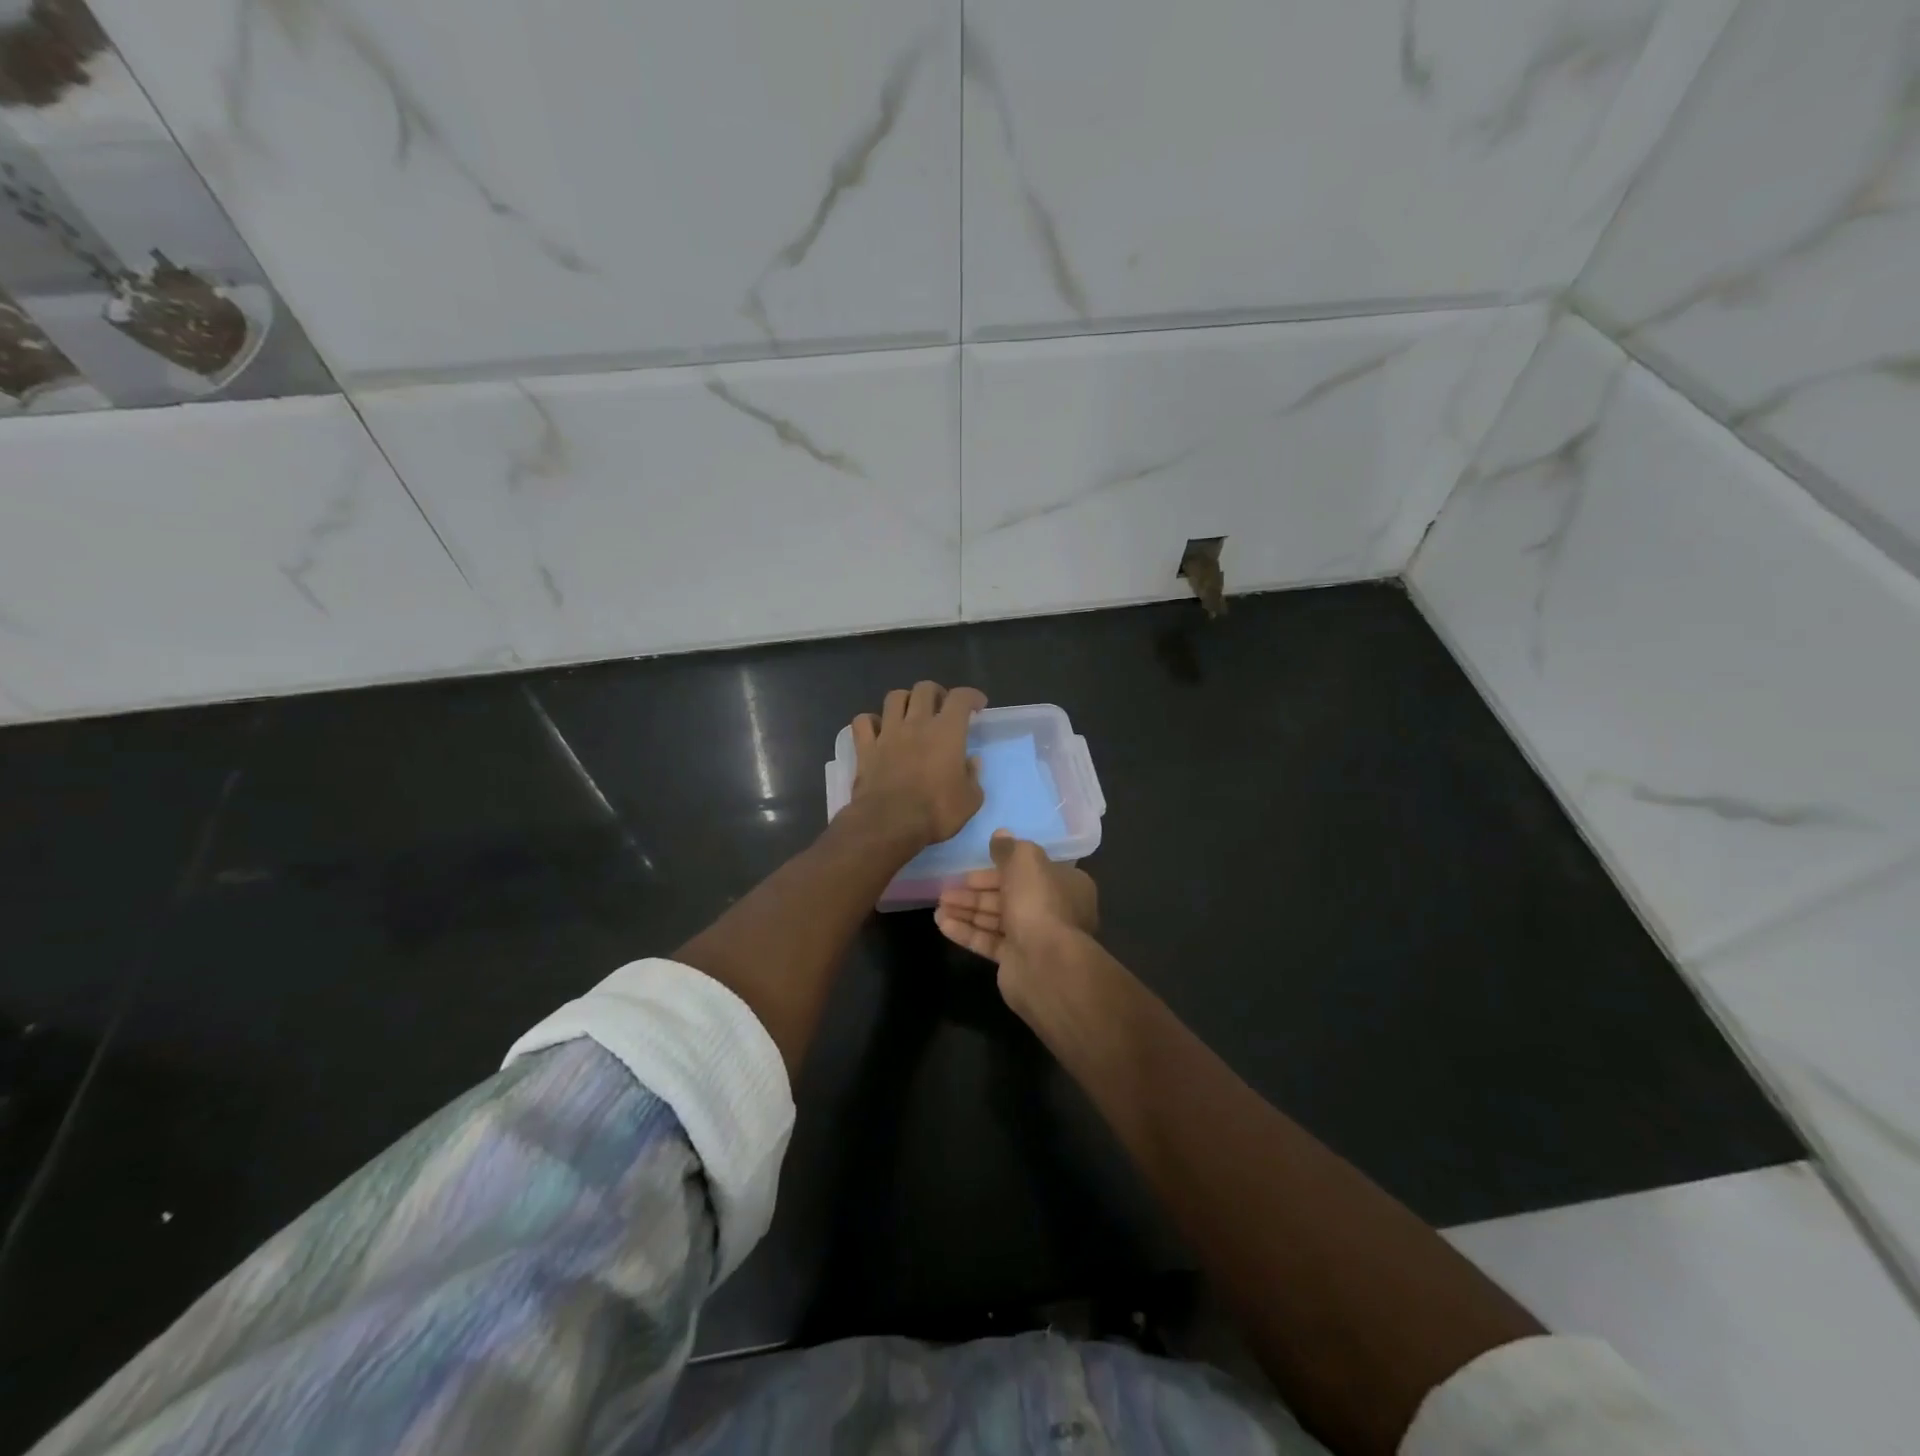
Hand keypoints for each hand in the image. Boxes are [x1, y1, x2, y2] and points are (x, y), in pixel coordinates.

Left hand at [848, 681, 986, 847]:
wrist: (890, 824)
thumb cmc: (936, 812)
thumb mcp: (970, 800)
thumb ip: (973, 777)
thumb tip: (971, 762)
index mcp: (947, 732)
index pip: (961, 698)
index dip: (971, 696)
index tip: (977, 706)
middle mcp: (916, 723)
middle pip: (924, 688)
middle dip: (936, 693)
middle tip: (942, 708)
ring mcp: (888, 733)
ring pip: (894, 697)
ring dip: (905, 700)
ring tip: (910, 714)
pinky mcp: (865, 748)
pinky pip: (863, 722)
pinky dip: (870, 721)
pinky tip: (877, 730)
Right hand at [935, 830, 1097, 1004]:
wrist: (1046, 964)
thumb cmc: (1040, 903)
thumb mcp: (1026, 861)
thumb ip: (1010, 848)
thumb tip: (1000, 834)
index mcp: (1064, 884)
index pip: (1028, 871)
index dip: (998, 868)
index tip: (971, 868)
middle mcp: (1052, 910)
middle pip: (1008, 895)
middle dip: (976, 892)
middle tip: (946, 889)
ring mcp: (1034, 938)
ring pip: (995, 919)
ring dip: (967, 911)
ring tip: (938, 906)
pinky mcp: (1016, 961)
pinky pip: (988, 942)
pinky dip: (966, 932)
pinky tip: (942, 924)